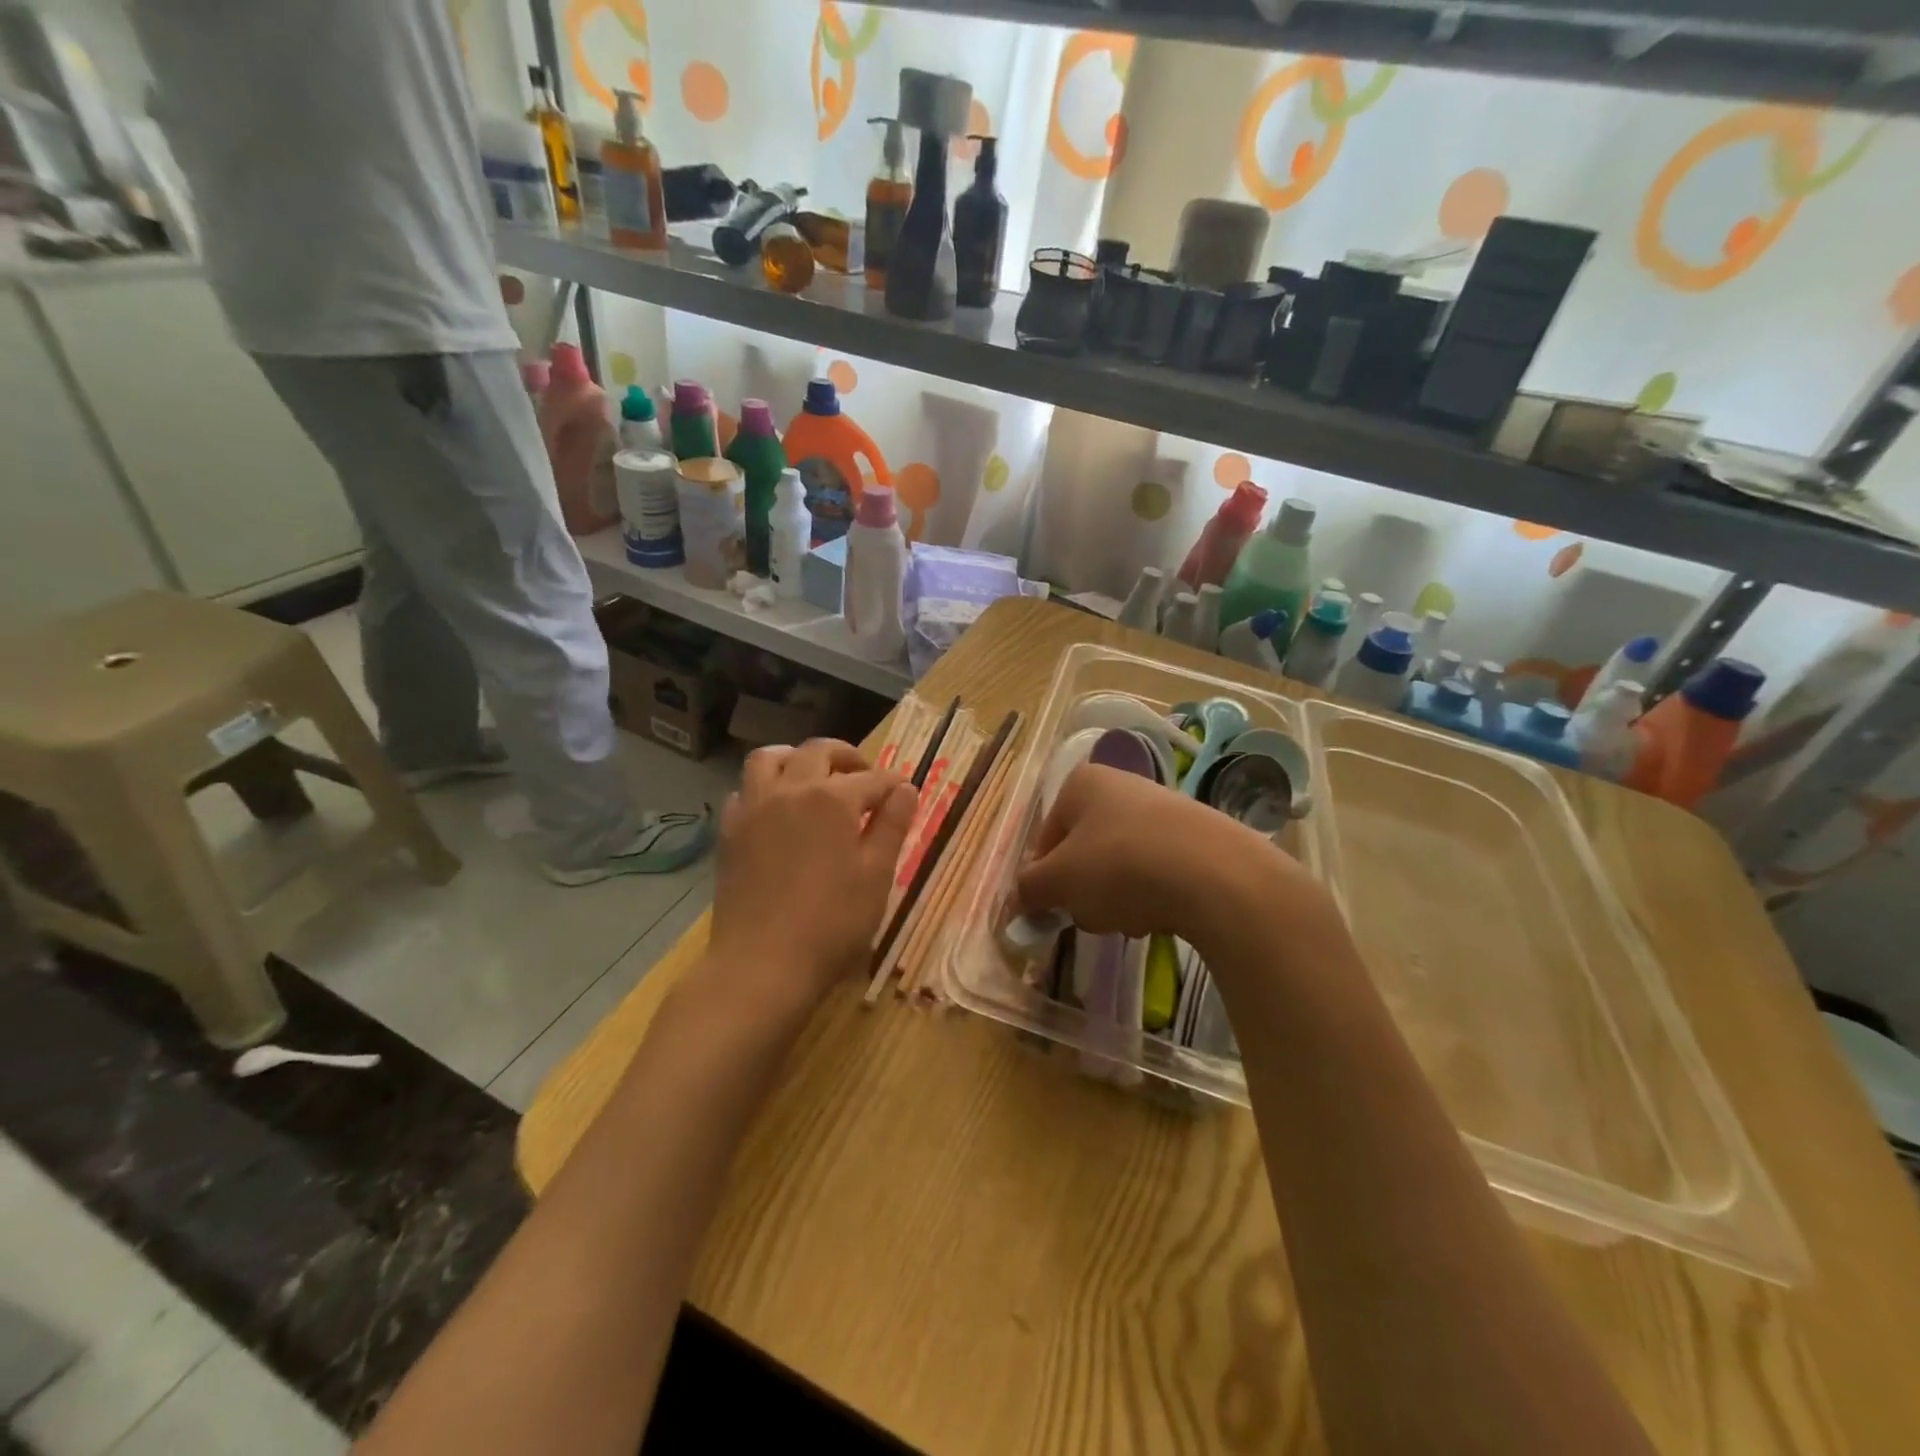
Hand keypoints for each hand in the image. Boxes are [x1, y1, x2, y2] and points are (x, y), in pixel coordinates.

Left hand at [705, 739, 917, 1012]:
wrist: (762, 964)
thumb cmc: (832, 923)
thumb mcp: (877, 876)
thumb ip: (893, 826)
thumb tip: (905, 789)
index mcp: (832, 798)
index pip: (872, 779)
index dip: (893, 784)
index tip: (904, 794)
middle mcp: (790, 789)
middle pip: (818, 752)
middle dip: (847, 757)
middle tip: (863, 776)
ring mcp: (753, 807)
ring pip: (770, 758)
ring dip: (796, 758)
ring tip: (813, 778)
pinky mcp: (730, 831)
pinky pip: (745, 790)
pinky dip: (765, 788)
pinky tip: (777, 811)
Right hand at [1015, 764, 1329, 950]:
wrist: (1217, 875)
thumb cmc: (1120, 866)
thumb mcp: (1059, 881)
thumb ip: (1028, 889)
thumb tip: (1015, 900)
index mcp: (1081, 783)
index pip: (1045, 838)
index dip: (1045, 878)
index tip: (1054, 909)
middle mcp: (1121, 785)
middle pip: (1084, 852)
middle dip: (1084, 890)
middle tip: (1094, 913)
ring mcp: (1162, 808)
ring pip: (1119, 865)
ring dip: (1116, 898)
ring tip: (1133, 917)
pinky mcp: (1197, 836)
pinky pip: (1157, 871)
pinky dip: (1153, 895)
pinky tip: (1163, 914)